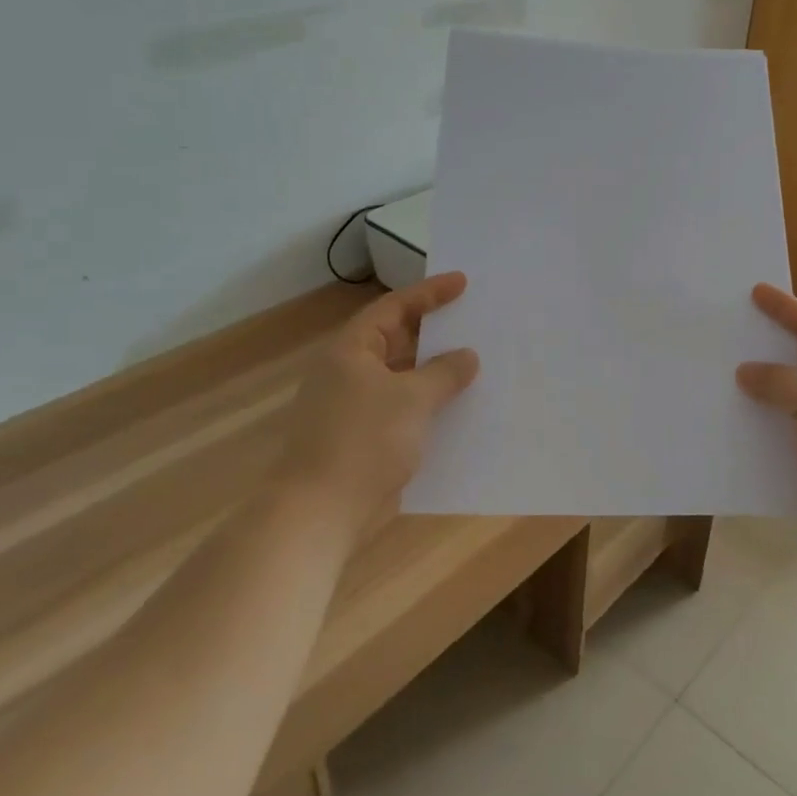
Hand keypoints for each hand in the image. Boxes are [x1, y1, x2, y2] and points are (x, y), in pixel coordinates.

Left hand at [273, 272, 479, 529]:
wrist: (321, 512)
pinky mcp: (363, 437)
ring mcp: (354, 406)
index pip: (394, 308)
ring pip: (402, 376)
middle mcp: (349, 372)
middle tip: (473, 320)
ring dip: (434, 371)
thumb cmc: (364, 441)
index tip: (463, 283)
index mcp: (351, 350)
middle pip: (397, 339)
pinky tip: (458, 409)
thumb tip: (467, 356)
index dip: (429, 293)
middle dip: (434, 332)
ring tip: (475, 362)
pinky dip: (428, 403)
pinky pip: (402, 408)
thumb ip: (444, 372)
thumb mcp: (412, 399)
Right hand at [736, 283, 796, 557]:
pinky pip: (793, 423)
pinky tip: (743, 415)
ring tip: (731, 369)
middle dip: (774, 345)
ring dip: (768, 384)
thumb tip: (747, 372)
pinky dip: (771, 416)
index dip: (787, 309)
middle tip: (739, 328)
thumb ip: (781, 381)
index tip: (756, 291)